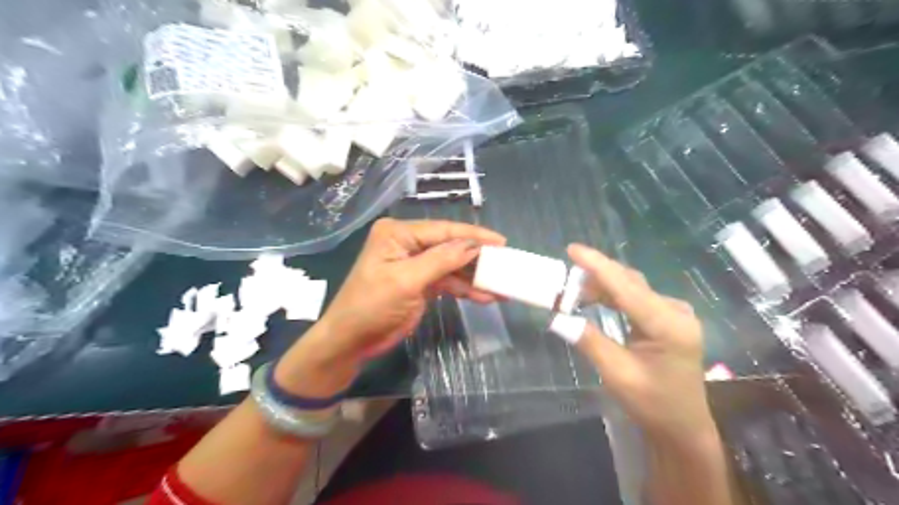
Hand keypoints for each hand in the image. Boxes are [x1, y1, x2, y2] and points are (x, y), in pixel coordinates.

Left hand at [314, 218, 504, 363]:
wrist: (351, 341)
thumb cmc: (371, 306)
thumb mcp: (406, 281)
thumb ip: (441, 260)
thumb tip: (474, 245)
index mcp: (398, 234)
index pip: (443, 230)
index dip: (474, 236)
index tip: (502, 242)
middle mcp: (407, 243)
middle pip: (450, 246)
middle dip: (477, 257)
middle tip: (506, 264)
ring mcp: (415, 264)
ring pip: (452, 265)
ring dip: (474, 276)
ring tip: (501, 285)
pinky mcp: (420, 283)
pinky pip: (447, 281)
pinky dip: (465, 289)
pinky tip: (485, 296)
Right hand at [564, 245, 713, 441]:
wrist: (682, 425)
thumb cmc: (652, 404)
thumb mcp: (617, 374)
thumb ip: (589, 341)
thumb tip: (557, 318)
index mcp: (668, 326)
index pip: (626, 288)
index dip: (598, 266)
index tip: (572, 249)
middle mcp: (675, 311)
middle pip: (630, 282)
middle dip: (596, 276)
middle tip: (564, 278)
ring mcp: (674, 313)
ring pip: (632, 288)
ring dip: (602, 286)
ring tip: (573, 291)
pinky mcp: (668, 317)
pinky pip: (636, 297)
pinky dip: (613, 295)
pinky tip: (594, 299)